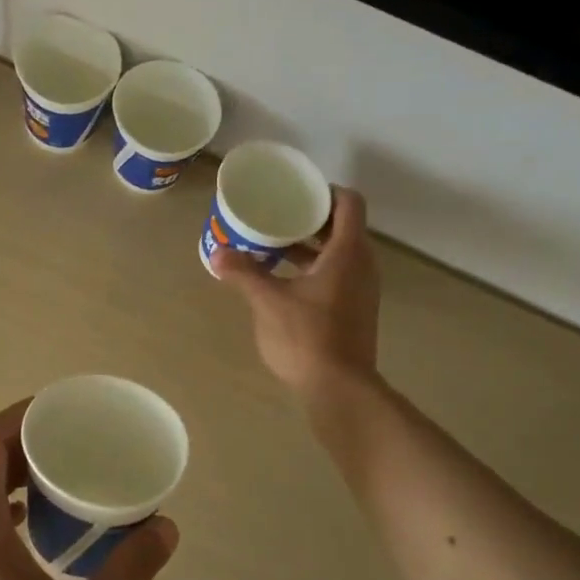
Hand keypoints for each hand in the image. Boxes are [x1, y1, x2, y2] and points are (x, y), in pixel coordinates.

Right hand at [214, 187, 380, 395]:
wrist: (339, 388)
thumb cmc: (307, 337)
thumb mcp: (268, 301)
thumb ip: (244, 273)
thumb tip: (218, 253)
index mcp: (347, 252)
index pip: (348, 203)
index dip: (325, 191)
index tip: (296, 192)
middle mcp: (362, 265)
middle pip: (342, 227)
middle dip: (309, 219)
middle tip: (276, 216)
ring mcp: (361, 290)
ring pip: (338, 253)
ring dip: (309, 246)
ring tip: (273, 247)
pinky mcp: (355, 310)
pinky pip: (336, 275)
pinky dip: (313, 269)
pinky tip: (283, 281)